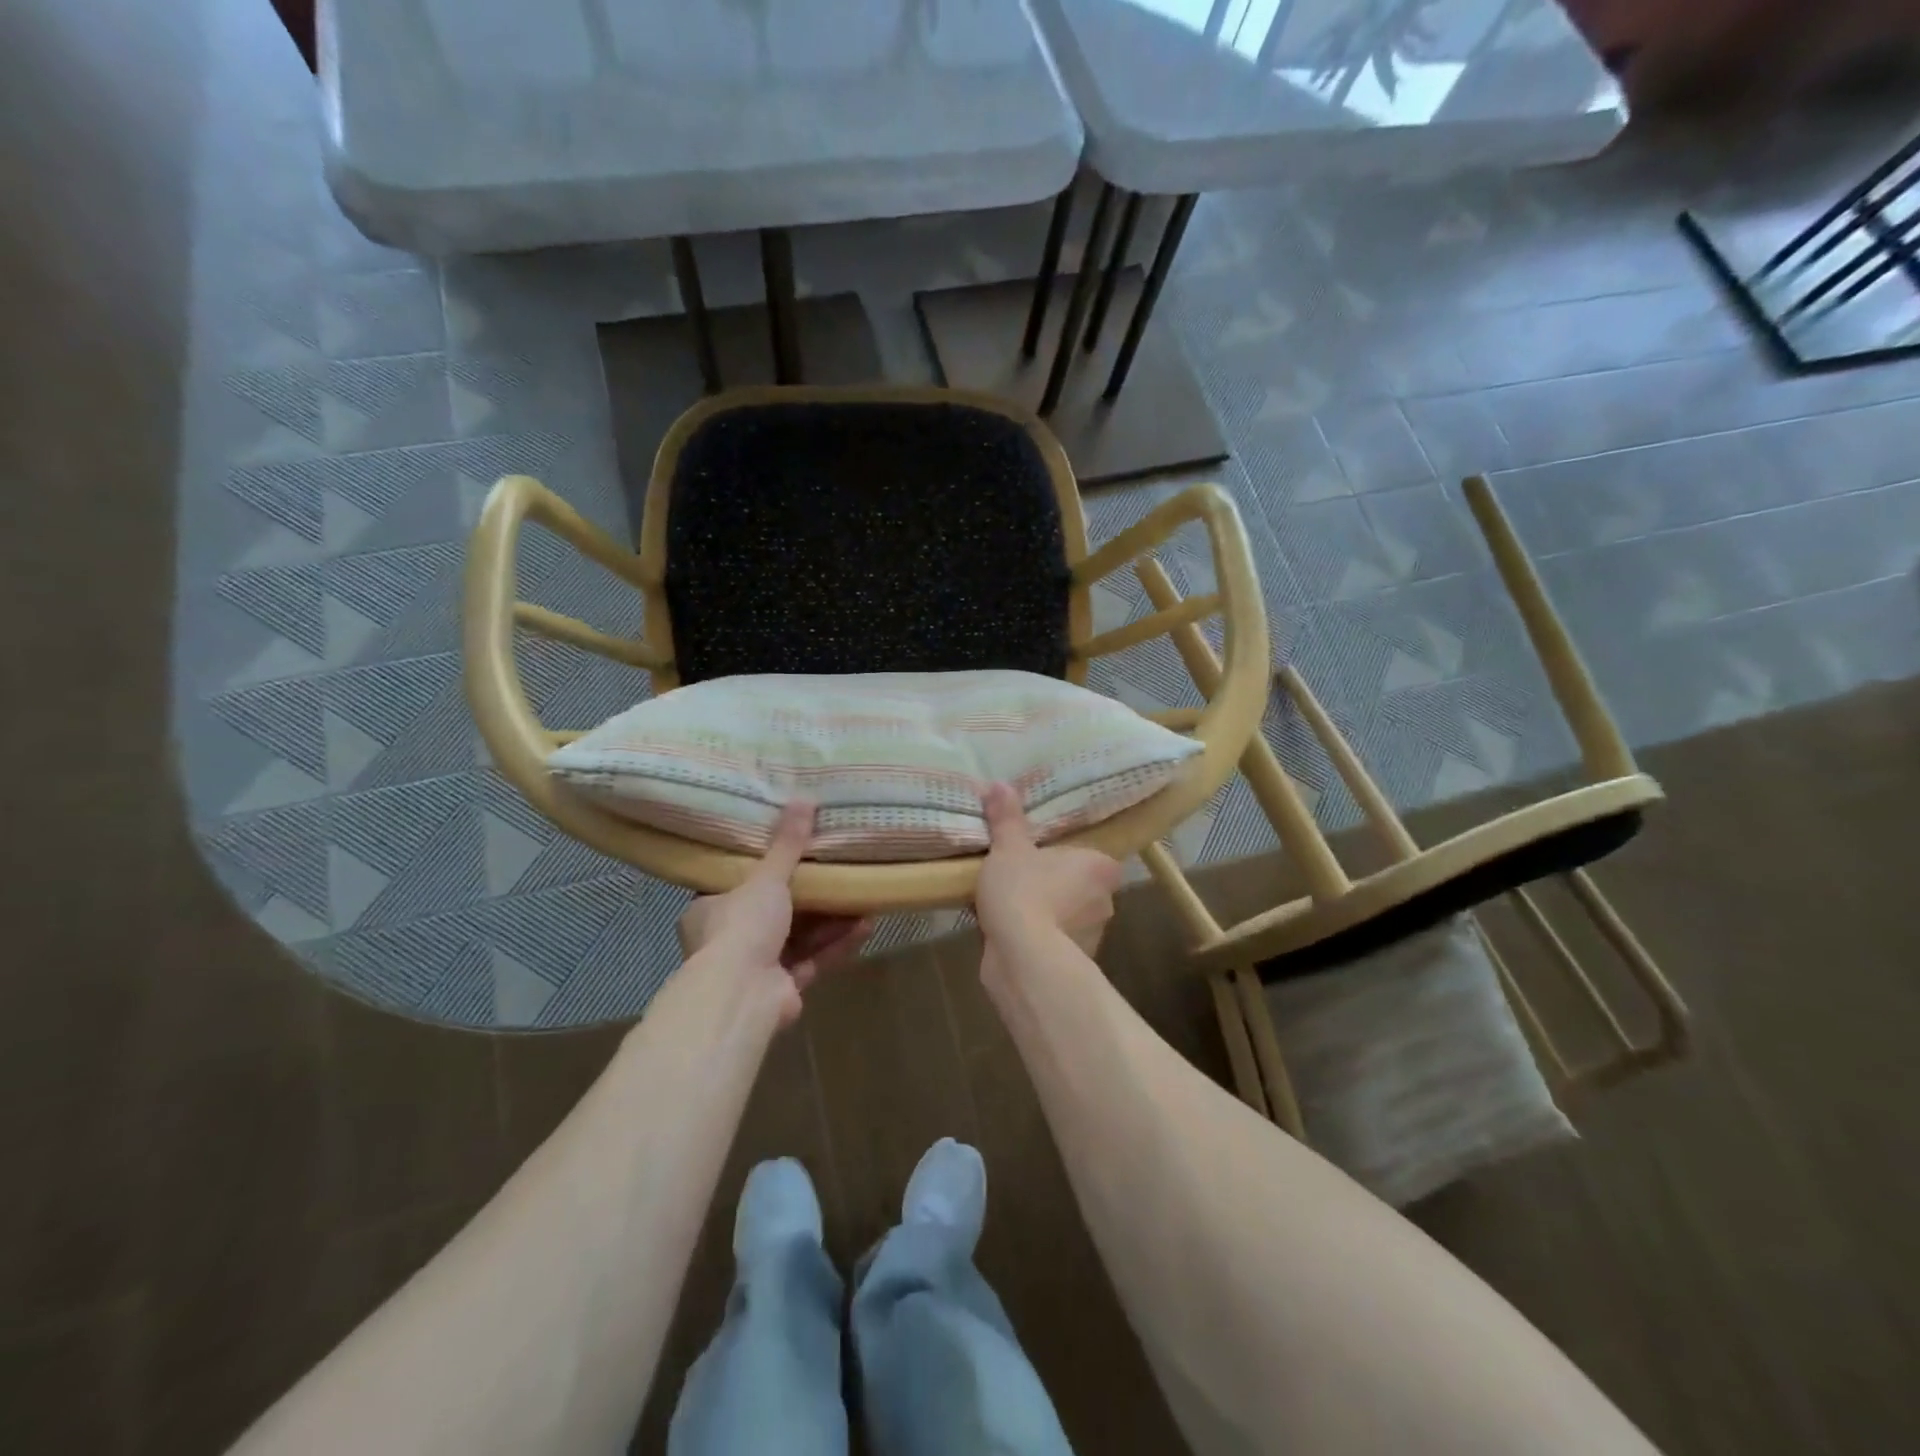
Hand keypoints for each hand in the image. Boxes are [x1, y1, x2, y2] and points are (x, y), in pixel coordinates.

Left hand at [678, 801, 870, 1024]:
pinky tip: (866, 925)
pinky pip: (814, 959)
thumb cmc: (741, 926)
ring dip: (830, 919)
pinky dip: (837, 943)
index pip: (734, 884)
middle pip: (773, 911)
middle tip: (835, 869)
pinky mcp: (783, 988)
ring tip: (861, 894)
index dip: (762, 868)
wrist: (742, 996)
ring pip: (798, 936)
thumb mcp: (765, 877)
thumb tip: (803, 798)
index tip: (790, 850)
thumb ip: (787, 844)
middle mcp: (729, 940)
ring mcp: (757, 967)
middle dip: (809, 894)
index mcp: (708, 911)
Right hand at [974, 781, 1120, 958]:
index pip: (1094, 858)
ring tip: (1009, 906)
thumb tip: (999, 784)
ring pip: (1067, 917)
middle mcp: (1105, 902)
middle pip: (1080, 887)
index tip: (1043, 856)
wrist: (1023, 958)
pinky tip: (1008, 934)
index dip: (1069, 857)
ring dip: (1046, 914)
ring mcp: (1092, 937)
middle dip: (1055, 885)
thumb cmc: (1024, 891)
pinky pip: (1053, 943)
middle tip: (1021, 876)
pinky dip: (1036, 939)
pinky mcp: (1072, 964)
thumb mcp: (1008, 848)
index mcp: (1101, 868)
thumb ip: (1006, 818)